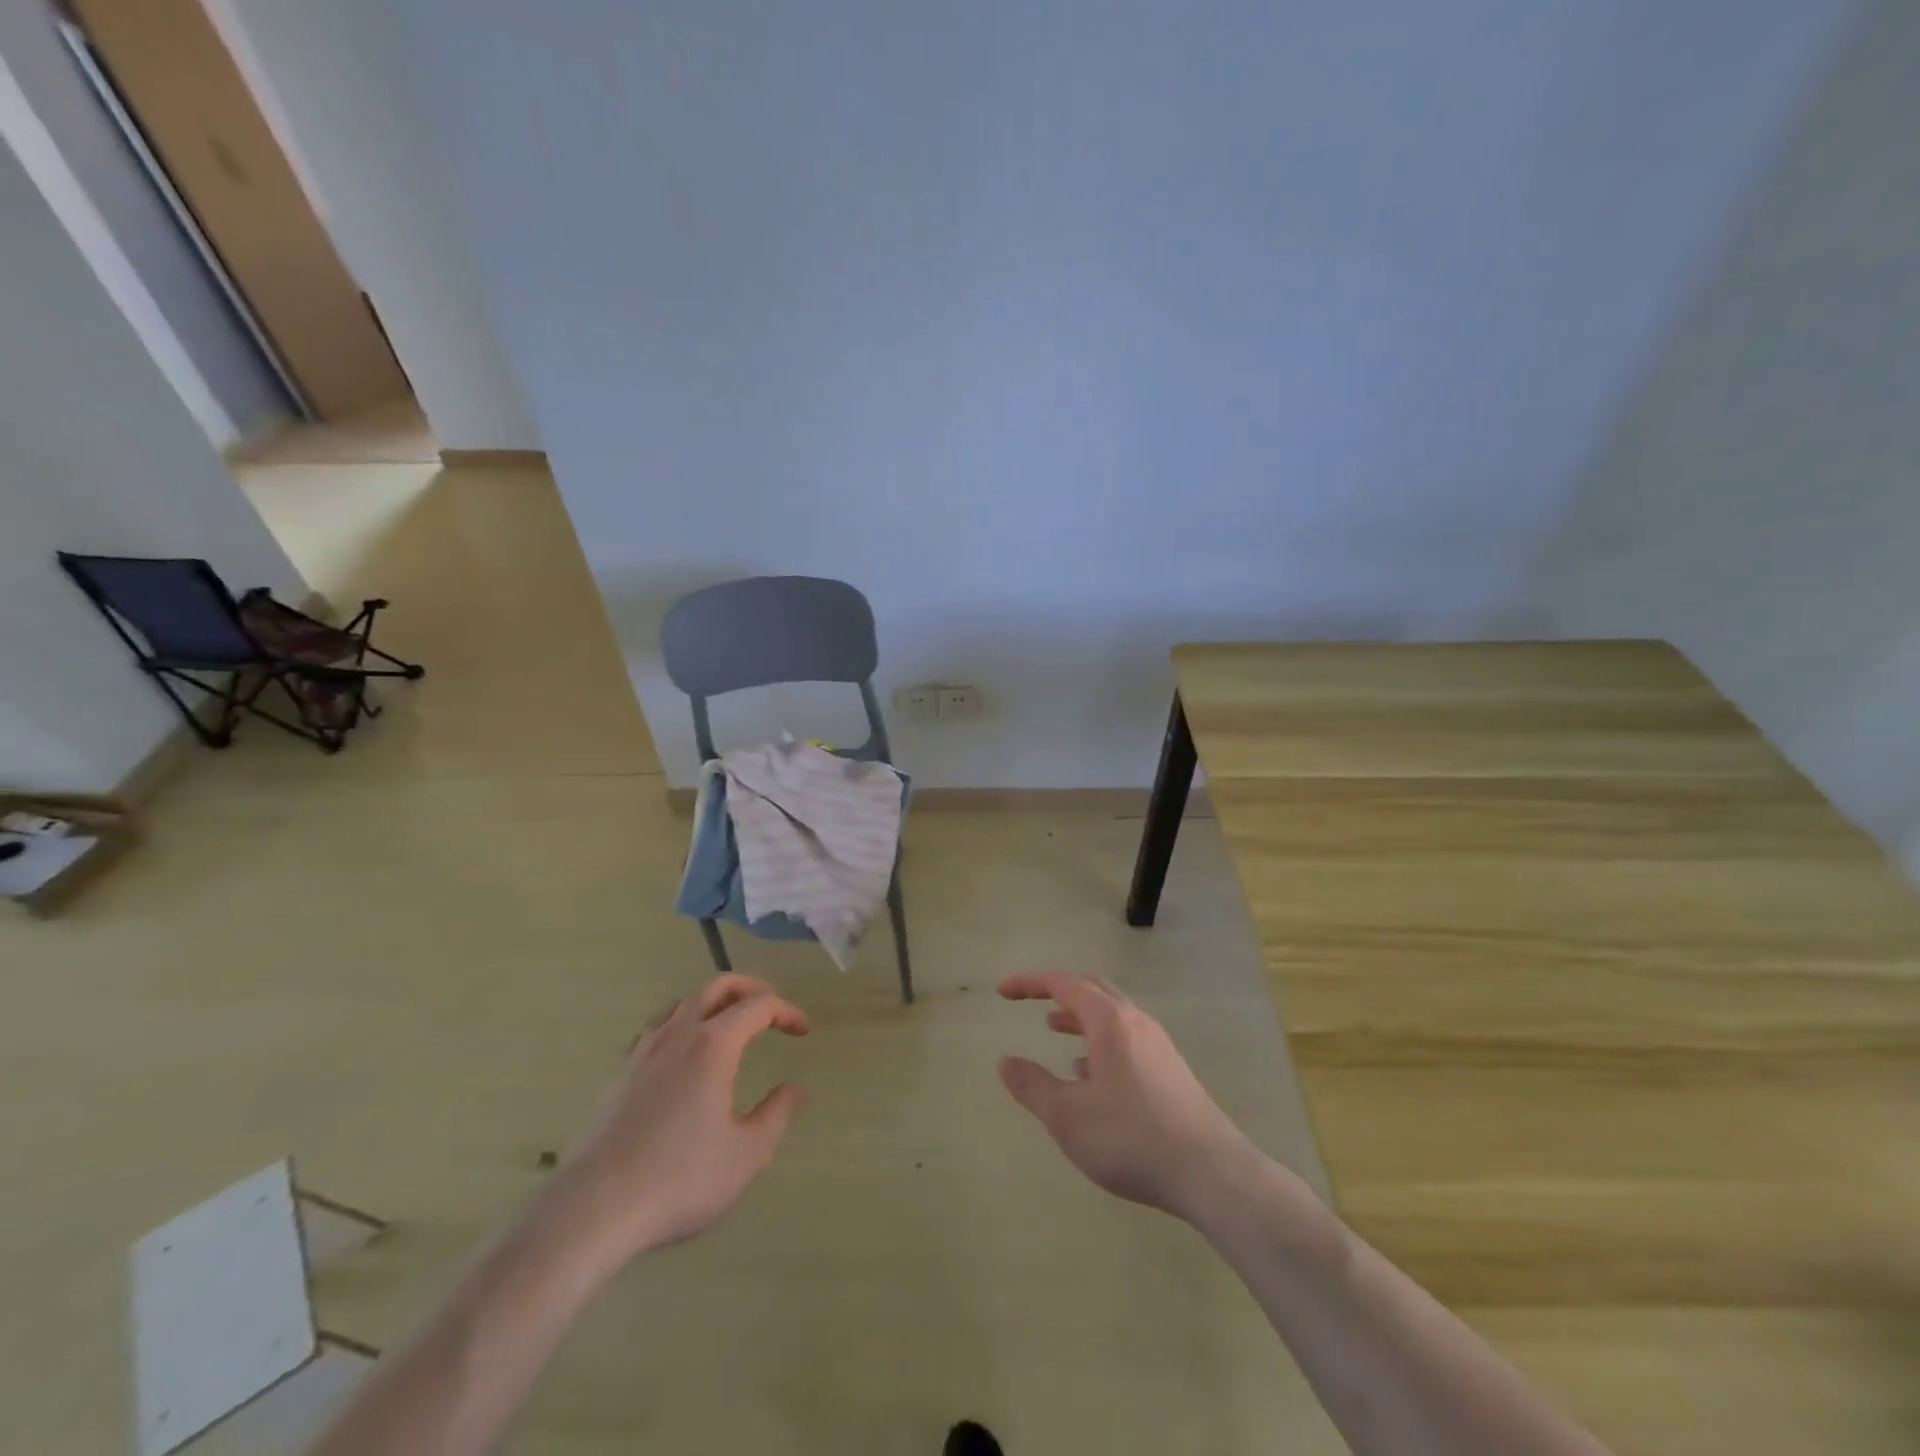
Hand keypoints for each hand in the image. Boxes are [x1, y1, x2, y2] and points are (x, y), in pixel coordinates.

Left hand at [555, 975, 809, 1262]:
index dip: (786, 1011)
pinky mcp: (619, 1074)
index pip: (758, 1007)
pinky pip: (656, 1028)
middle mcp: (678, 1034)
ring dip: (713, 1003)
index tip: (802, 1031)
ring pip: (682, 1004)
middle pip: (717, 988)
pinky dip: (680, 1025)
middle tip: (770, 1006)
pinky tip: (681, 1054)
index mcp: (713, 1045)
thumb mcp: (746, 1154)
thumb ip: (777, 1114)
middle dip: (749, 989)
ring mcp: (643, 1051)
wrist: (593, 1208)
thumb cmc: (679, 1178)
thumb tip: (796, 1088)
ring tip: (728, 1024)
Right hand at [998, 972, 1255, 1222]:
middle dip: (1058, 991)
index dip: (1030, 983)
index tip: (1003, 991)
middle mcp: (1136, 1022)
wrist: (1211, 1173)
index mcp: (1110, 1021)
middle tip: (1031, 1001)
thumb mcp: (1067, 1116)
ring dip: (1079, 1017)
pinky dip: (1100, 1043)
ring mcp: (1158, 1046)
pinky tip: (1090, 1077)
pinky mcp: (1171, 1071)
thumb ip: (1032, 1086)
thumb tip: (1005, 1062)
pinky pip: (1127, 1040)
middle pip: (1092, 989)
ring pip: (1112, 1016)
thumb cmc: (1131, 1137)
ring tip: (1055, 1032)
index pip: (1064, 983)